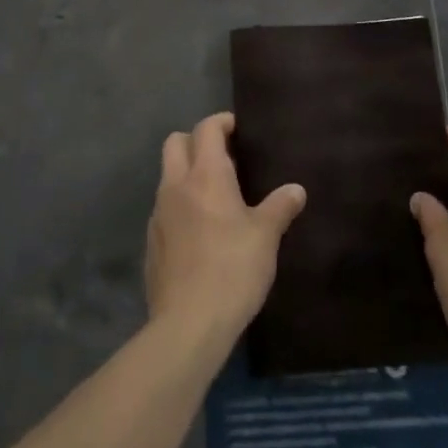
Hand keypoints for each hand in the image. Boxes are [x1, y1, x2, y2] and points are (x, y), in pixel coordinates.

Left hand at [145, 113, 306, 343]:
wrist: (188, 325)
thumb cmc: (232, 270)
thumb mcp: (265, 237)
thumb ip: (280, 208)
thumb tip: (296, 190)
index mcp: (205, 175)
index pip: (206, 128)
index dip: (221, 122)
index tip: (238, 130)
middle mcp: (176, 185)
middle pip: (175, 142)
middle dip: (196, 141)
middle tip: (224, 158)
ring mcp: (159, 213)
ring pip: (167, 175)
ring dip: (186, 174)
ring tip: (214, 196)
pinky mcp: (152, 242)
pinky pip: (164, 208)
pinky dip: (179, 205)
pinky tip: (199, 230)